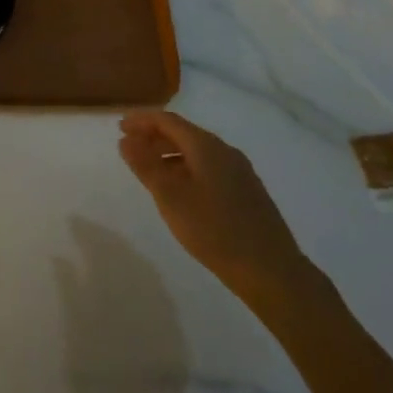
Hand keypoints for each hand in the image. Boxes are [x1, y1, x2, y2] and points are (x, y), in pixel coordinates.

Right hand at [119, 110, 315, 311]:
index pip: (168, 120)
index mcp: (206, 146)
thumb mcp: (170, 198)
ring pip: (198, 152)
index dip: (142, 120)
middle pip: (184, 133)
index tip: (120, 127)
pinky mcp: (248, 192)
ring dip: (171, 154)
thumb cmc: (215, 231)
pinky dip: (188, 169)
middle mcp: (225, 151)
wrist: (272, 272)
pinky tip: (182, 191)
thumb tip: (126, 140)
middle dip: (155, 136)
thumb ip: (145, 165)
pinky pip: (210, 167)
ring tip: (151, 170)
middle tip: (131, 147)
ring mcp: (240, 171)